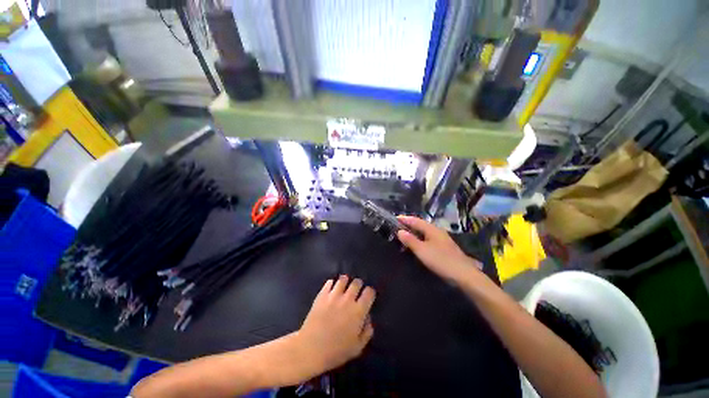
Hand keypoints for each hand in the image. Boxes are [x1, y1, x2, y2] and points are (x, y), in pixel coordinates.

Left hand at [295, 276, 375, 374]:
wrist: (311, 349)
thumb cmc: (336, 351)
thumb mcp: (357, 347)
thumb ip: (367, 332)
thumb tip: (368, 318)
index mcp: (358, 311)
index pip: (369, 292)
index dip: (370, 293)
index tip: (368, 296)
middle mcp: (348, 299)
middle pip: (357, 283)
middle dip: (358, 285)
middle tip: (356, 291)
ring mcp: (334, 295)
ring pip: (343, 279)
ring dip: (345, 281)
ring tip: (344, 287)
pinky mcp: (322, 294)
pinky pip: (329, 282)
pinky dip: (332, 283)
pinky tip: (332, 289)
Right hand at [397, 216, 481, 282]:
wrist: (464, 275)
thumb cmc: (441, 260)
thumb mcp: (422, 250)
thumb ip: (410, 240)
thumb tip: (400, 231)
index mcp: (432, 229)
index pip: (415, 220)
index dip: (404, 219)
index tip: (394, 218)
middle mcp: (437, 231)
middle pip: (420, 224)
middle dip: (409, 224)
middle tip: (397, 226)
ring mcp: (442, 239)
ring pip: (424, 232)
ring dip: (414, 232)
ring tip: (404, 234)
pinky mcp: (444, 247)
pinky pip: (428, 238)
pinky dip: (419, 238)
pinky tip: (417, 244)